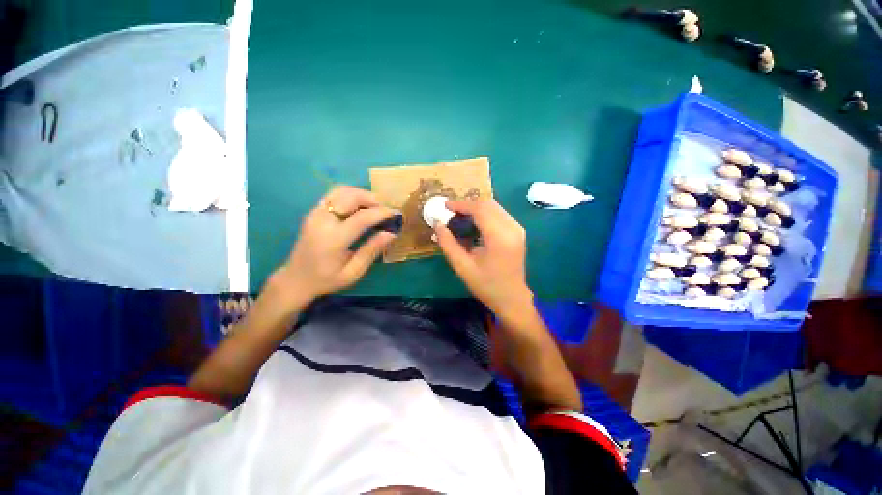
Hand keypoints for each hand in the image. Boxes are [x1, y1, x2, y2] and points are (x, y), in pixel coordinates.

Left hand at [275, 186, 397, 301]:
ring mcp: (315, 213)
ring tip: (374, 207)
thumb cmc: (327, 280)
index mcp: (333, 239)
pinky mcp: (313, 212)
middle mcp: (322, 221)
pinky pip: (334, 195)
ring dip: (361, 194)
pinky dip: (350, 195)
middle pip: (350, 196)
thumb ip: (371, 251)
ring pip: (341, 191)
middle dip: (372, 199)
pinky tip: (359, 207)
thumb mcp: (353, 272)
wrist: (296, 279)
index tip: (395, 213)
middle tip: (385, 209)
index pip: (362, 217)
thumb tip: (391, 234)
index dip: (381, 213)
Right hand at [434, 199, 532, 315]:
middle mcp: (512, 228)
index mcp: (499, 237)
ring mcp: (518, 228)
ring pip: (494, 207)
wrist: (512, 298)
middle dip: (468, 205)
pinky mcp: (518, 231)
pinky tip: (474, 223)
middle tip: (451, 213)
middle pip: (488, 204)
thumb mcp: (462, 267)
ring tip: (460, 217)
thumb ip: (448, 244)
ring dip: (476, 209)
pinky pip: (499, 214)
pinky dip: (485, 214)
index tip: (445, 206)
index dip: (461, 205)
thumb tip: (437, 224)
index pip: (480, 209)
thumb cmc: (486, 285)